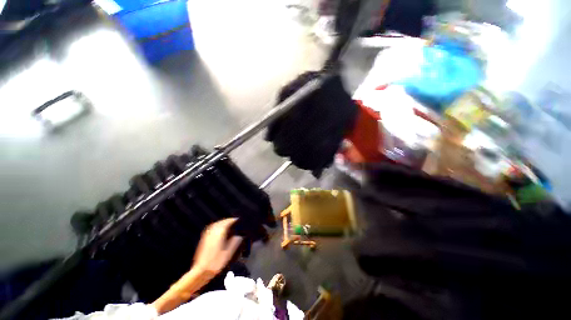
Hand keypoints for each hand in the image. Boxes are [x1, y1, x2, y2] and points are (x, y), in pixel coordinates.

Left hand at [193, 218, 242, 277]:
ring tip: (226, 223)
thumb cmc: (216, 263)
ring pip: (214, 225)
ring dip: (221, 222)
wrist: (201, 272)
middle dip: (226, 220)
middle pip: (220, 223)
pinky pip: (210, 229)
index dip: (232, 220)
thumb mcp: (228, 254)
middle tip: (232, 220)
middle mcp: (212, 233)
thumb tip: (240, 236)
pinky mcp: (203, 240)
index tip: (237, 219)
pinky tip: (218, 230)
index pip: (226, 223)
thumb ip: (234, 243)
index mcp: (219, 235)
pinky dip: (216, 226)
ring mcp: (207, 236)